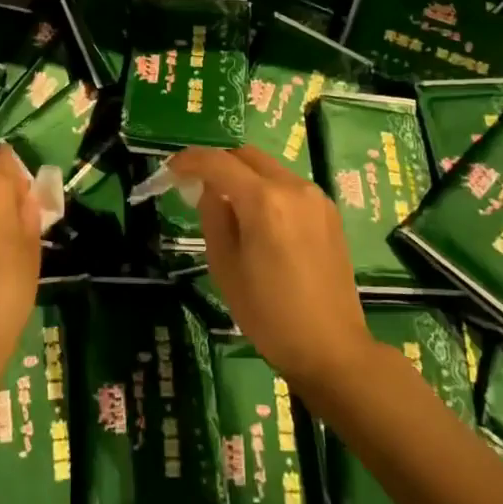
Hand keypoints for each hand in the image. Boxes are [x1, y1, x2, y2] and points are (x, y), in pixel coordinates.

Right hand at [166, 146, 376, 398]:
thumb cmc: (269, 315)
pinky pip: (289, 186)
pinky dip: (267, 190)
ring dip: (244, 176)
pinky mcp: (329, 212)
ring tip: (228, 207)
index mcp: (265, 201)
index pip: (219, 162)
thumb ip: (213, 217)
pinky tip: (259, 221)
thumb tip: (210, 190)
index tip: (170, 170)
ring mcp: (316, 197)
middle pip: (247, 156)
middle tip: (196, 187)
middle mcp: (294, 188)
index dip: (190, 161)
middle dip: (218, 163)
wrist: (331, 347)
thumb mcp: (225, 267)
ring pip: (269, 168)